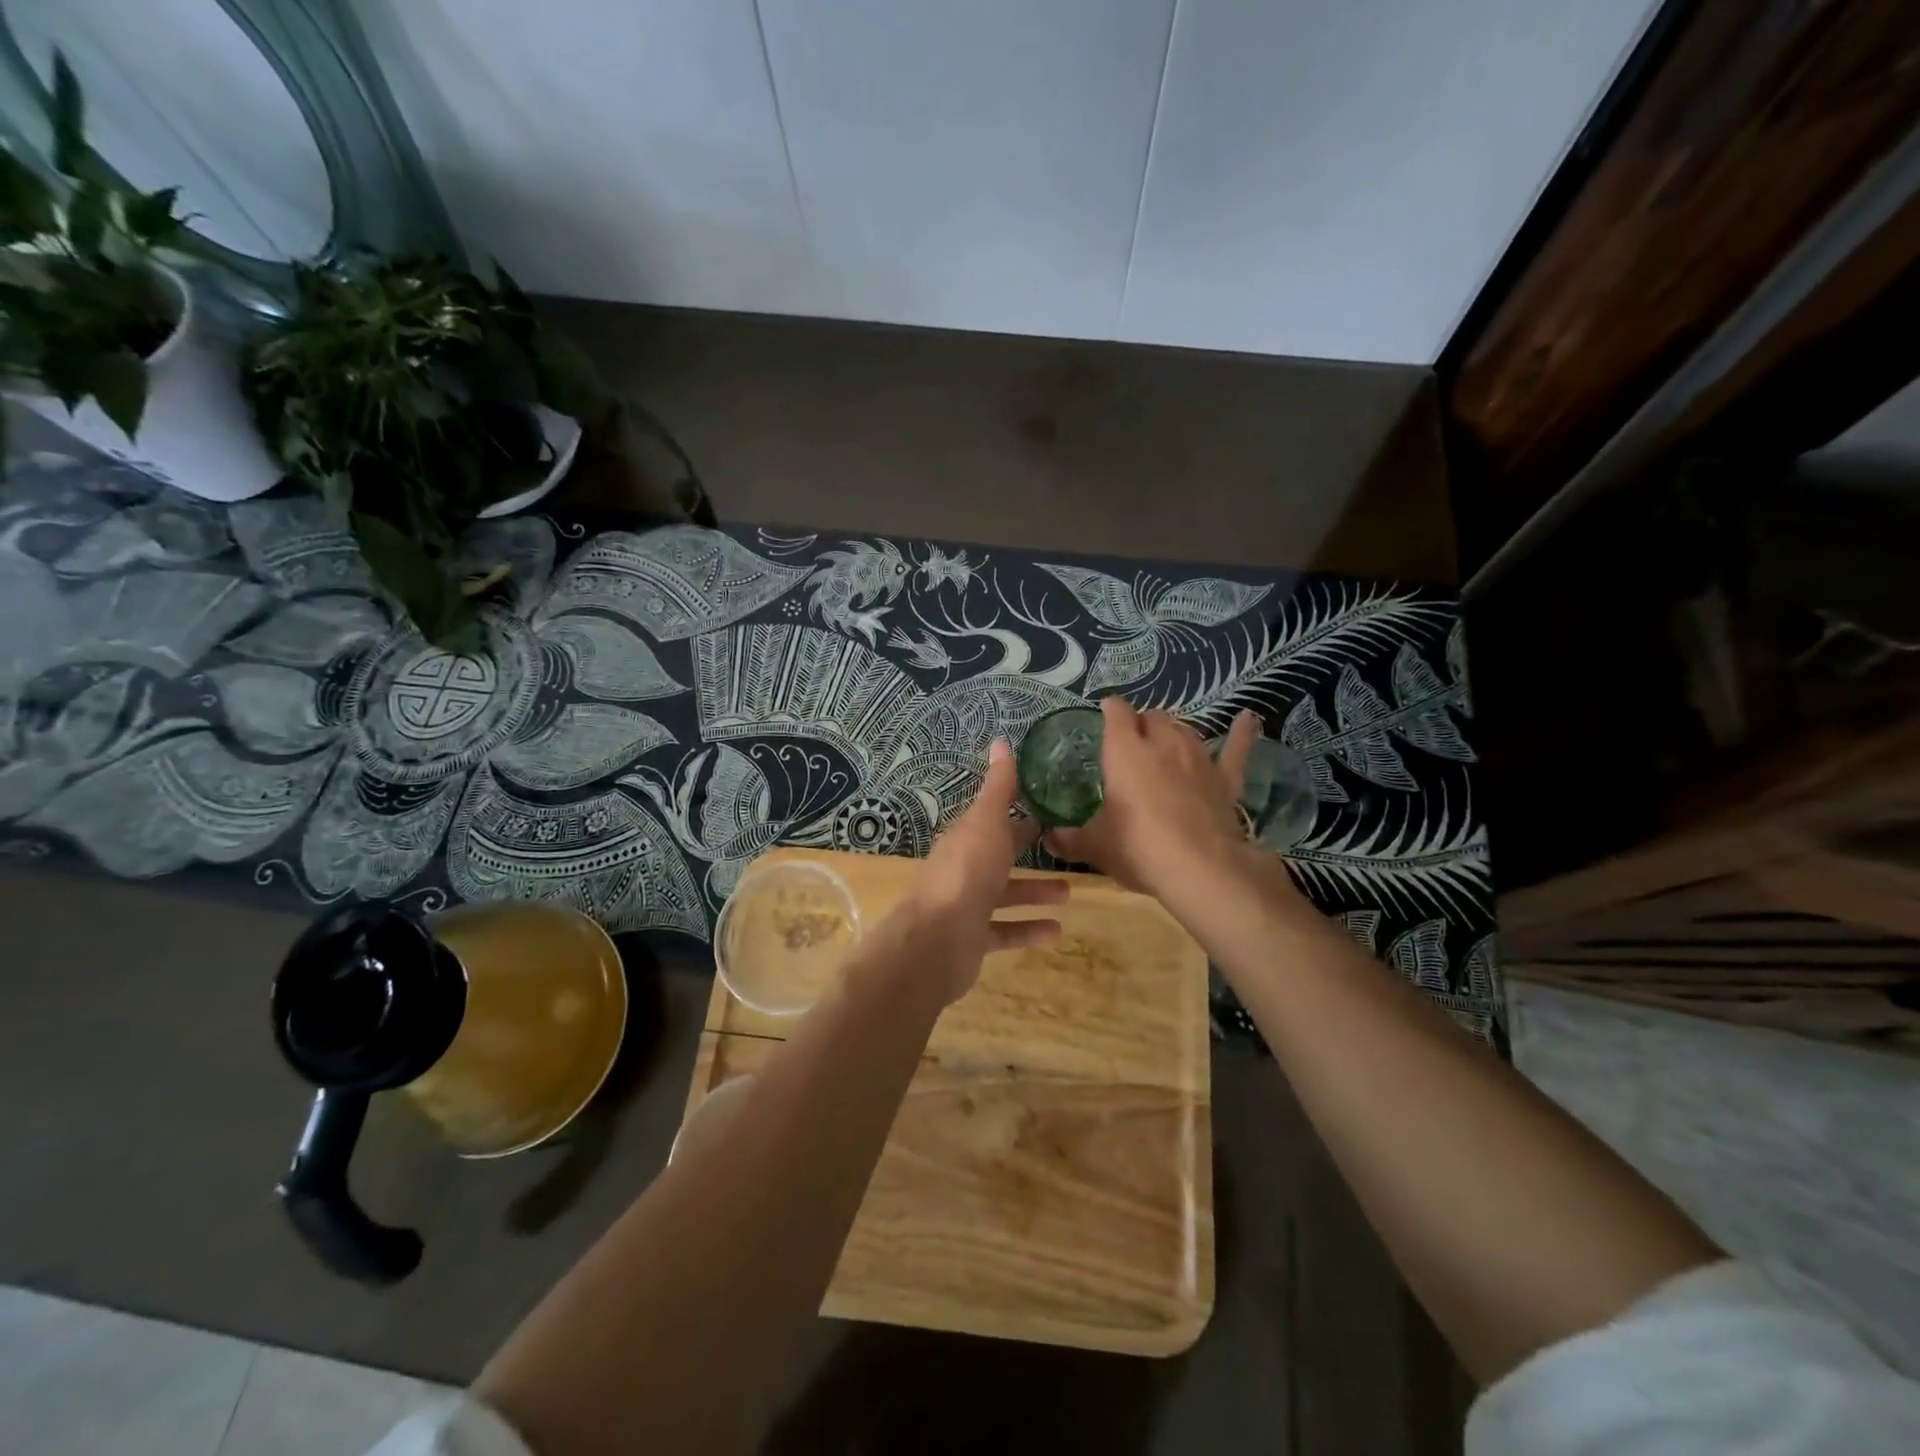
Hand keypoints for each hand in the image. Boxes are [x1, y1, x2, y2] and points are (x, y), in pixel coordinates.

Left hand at [895, 739, 1066, 1005]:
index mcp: (964, 838)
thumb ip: (998, 787)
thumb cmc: (967, 873)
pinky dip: (1029, 929)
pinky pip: (1005, 931)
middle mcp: (963, 869)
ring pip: (1004, 895)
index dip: (1016, 812)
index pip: (992, 819)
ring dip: (1034, 892)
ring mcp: (966, 905)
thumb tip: (1000, 740)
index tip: (1047, 809)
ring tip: (1069, 893)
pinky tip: (1056, 931)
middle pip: (998, 855)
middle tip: (1064, 847)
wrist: (938, 940)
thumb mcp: (987, 822)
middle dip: (1026, 850)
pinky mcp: (973, 939)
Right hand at [1046, 699, 1263, 905]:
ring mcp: (1198, 758)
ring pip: (1185, 729)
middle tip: (1132, 741)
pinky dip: (1241, 734)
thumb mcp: (1096, 846)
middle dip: (1141, 722)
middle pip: (1153, 717)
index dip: (1110, 709)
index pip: (1117, 713)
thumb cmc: (1138, 848)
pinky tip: (1247, 719)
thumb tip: (1048, 839)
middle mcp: (1162, 743)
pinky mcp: (1225, 779)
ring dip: (1173, 732)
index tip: (1104, 713)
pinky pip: (1235, 749)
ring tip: (1165, 743)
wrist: (1201, 869)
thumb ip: (1070, 840)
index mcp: (1125, 751)